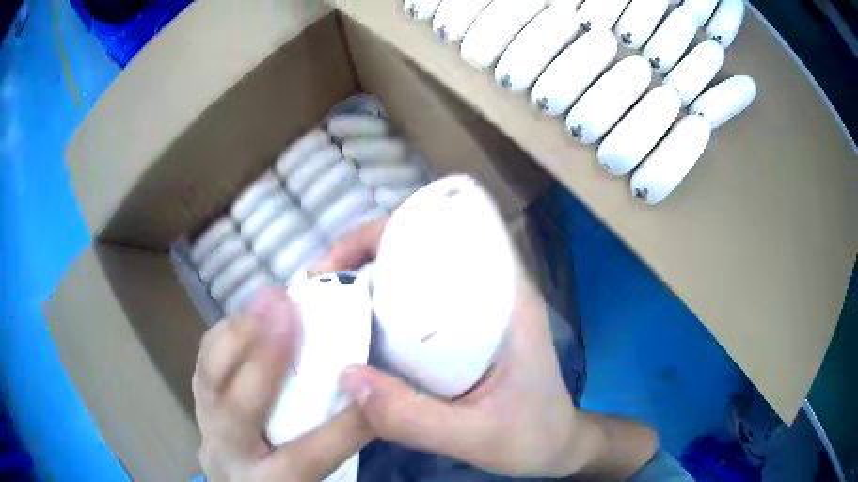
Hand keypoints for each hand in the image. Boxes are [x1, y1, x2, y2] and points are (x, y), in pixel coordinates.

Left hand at [193, 288, 372, 480]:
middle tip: (288, 308)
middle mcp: (229, 454)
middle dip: (265, 357)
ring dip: (239, 332)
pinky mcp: (199, 402)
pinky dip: (225, 333)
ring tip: (268, 298)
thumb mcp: (309, 475)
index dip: (344, 425)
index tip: (375, 388)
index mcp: (268, 481)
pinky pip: (204, 363)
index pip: (307, 456)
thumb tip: (365, 394)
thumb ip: (330, 440)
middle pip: (238, 410)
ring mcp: (205, 425)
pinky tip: (247, 313)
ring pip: (209, 378)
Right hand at [315, 218, 584, 476]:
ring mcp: (475, 308)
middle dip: (364, 253)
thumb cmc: (532, 435)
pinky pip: (414, 303)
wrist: (555, 444)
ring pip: (414, 273)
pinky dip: (379, 305)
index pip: (450, 230)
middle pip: (422, 245)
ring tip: (326, 301)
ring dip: (367, 278)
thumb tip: (347, 377)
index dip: (389, 231)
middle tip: (319, 284)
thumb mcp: (476, 437)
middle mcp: (490, 290)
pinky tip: (354, 327)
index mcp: (507, 298)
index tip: (341, 260)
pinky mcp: (462, 329)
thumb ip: (415, 418)